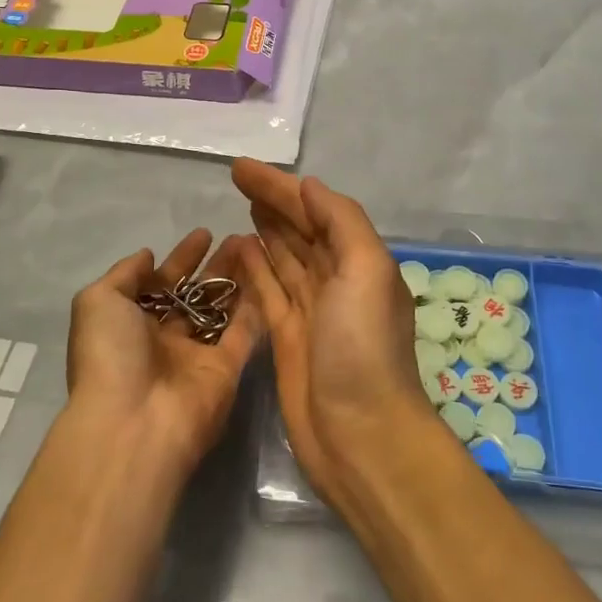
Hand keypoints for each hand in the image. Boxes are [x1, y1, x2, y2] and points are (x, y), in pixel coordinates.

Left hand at [66, 228, 261, 476]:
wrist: (134, 422)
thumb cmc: (111, 356)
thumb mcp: (98, 302)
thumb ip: (124, 273)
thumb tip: (147, 255)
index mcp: (132, 325)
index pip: (161, 284)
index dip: (181, 259)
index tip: (204, 233)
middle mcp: (165, 340)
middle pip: (195, 296)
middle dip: (215, 267)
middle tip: (238, 237)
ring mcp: (198, 356)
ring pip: (223, 310)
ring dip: (238, 280)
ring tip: (256, 248)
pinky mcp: (227, 370)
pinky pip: (245, 332)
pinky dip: (256, 306)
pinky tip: (268, 274)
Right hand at [231, 160, 432, 508]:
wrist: (360, 434)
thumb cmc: (363, 346)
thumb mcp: (366, 270)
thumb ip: (341, 221)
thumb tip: (309, 187)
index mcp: (359, 260)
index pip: (315, 210)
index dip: (281, 186)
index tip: (243, 167)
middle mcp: (337, 280)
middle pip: (299, 228)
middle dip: (271, 201)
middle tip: (236, 176)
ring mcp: (311, 310)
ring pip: (283, 257)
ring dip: (265, 229)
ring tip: (241, 204)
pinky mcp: (287, 337)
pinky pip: (268, 290)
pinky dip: (256, 267)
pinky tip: (238, 248)